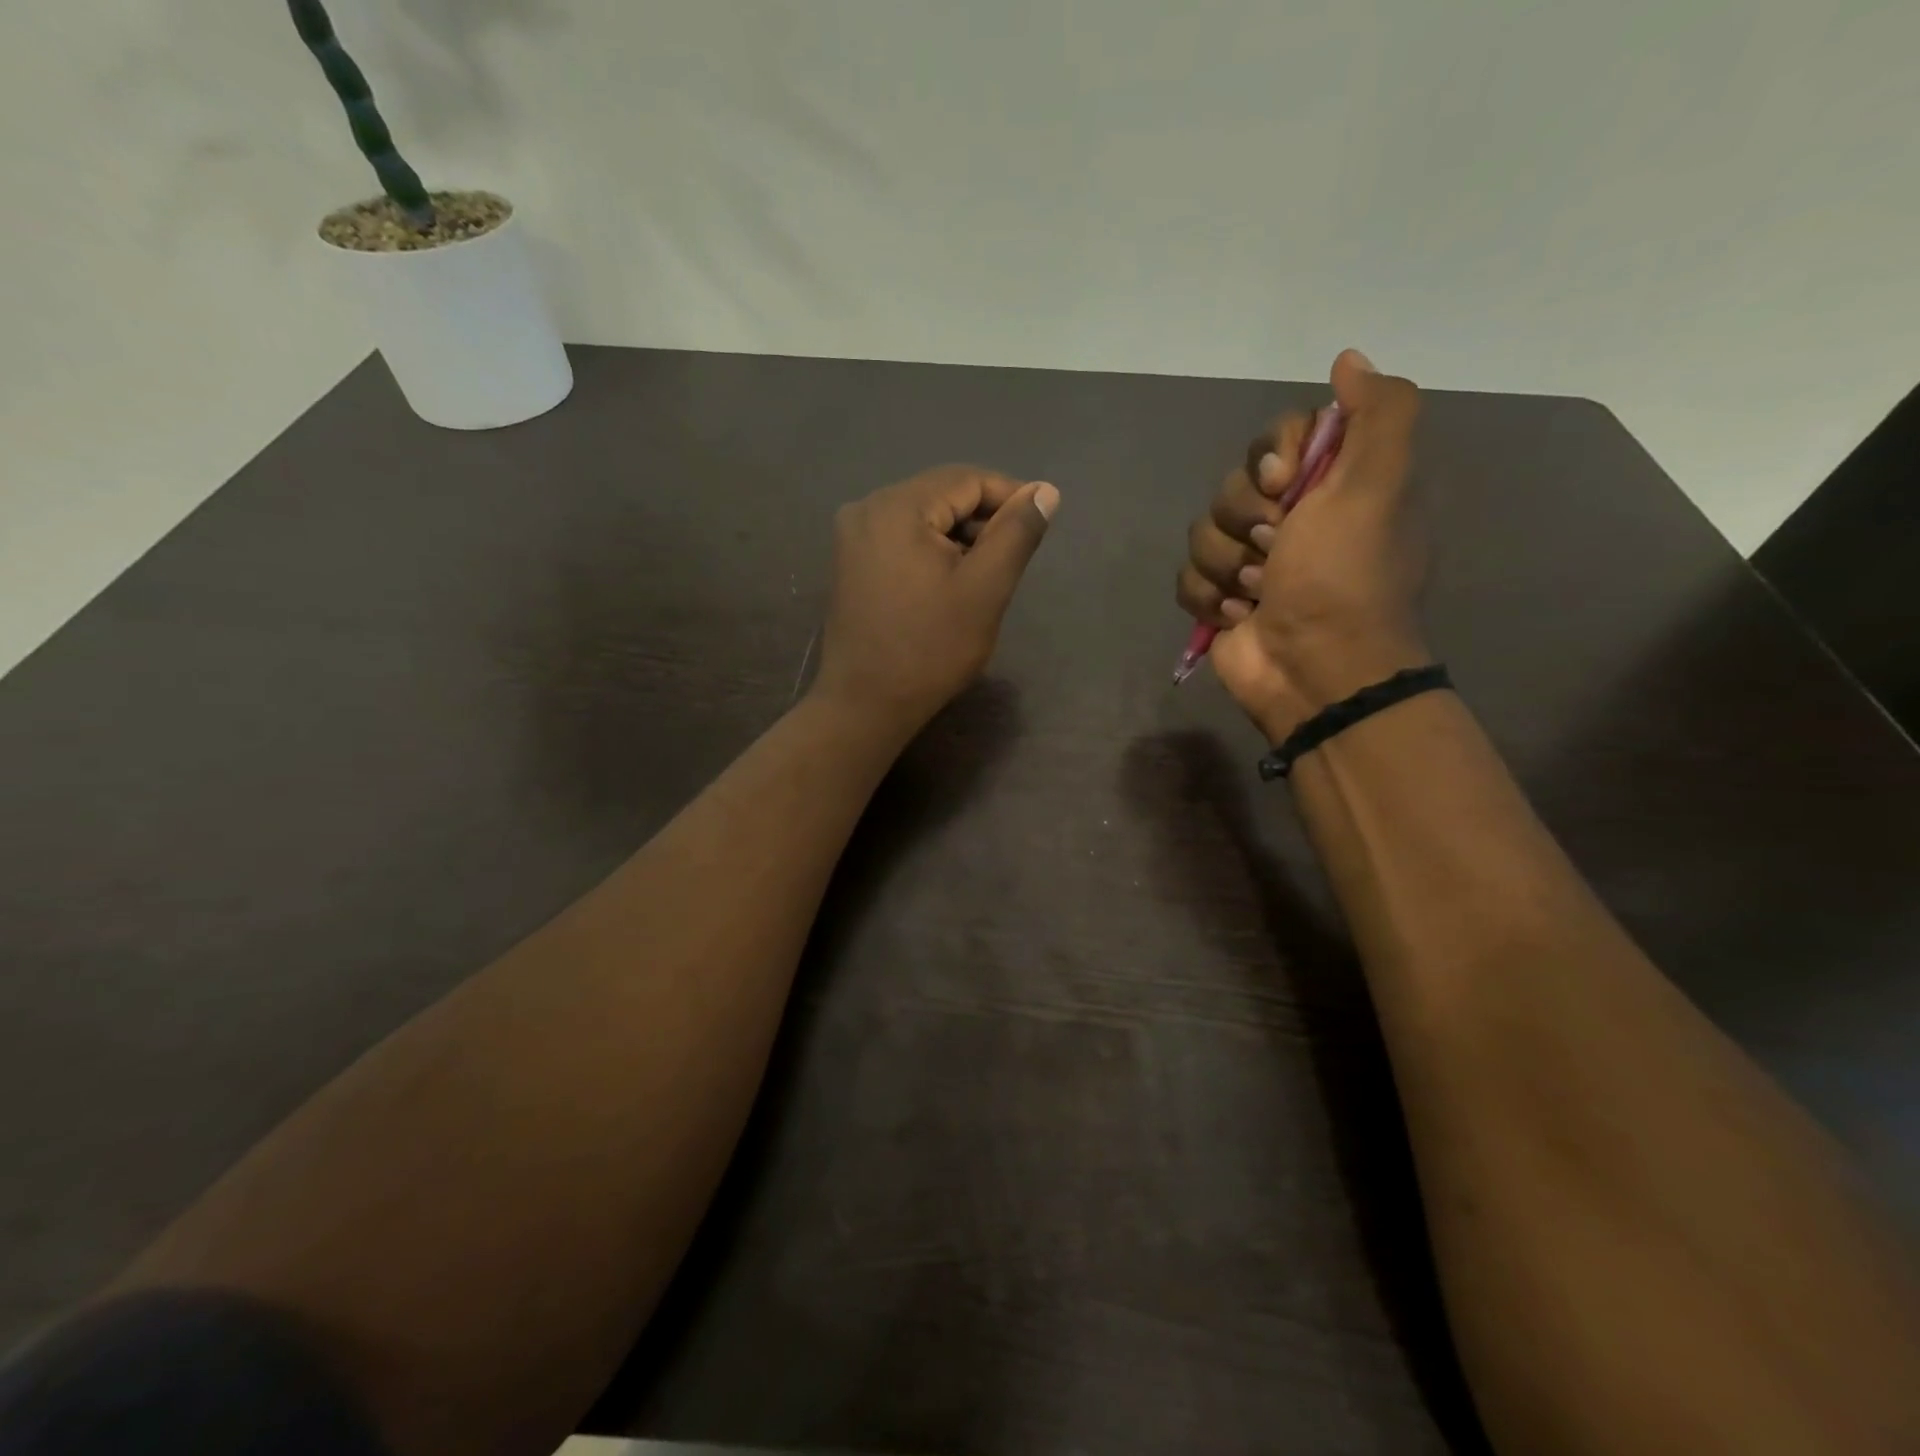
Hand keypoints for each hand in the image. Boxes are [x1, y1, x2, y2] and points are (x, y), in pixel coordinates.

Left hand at [814, 465, 1059, 735]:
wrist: (866, 705)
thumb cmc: (930, 649)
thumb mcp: (984, 590)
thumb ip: (1016, 533)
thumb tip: (1044, 491)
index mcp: (897, 507)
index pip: (967, 479)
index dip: (1010, 495)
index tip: (1040, 523)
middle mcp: (867, 508)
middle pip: (942, 495)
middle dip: (983, 520)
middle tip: (1012, 558)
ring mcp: (853, 536)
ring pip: (923, 518)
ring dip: (959, 537)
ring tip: (984, 576)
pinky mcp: (850, 562)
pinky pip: (902, 538)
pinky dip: (932, 550)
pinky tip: (949, 583)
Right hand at [1176, 350, 1429, 741]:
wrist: (1314, 669)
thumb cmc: (1344, 577)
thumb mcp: (1379, 484)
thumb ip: (1378, 412)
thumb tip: (1348, 360)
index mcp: (1333, 485)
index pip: (1277, 438)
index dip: (1270, 458)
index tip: (1283, 485)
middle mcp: (1292, 518)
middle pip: (1233, 484)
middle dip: (1244, 519)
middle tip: (1274, 549)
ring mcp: (1251, 561)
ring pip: (1203, 532)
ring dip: (1227, 565)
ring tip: (1258, 593)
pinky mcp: (1221, 598)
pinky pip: (1187, 576)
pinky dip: (1209, 597)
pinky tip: (1239, 615)